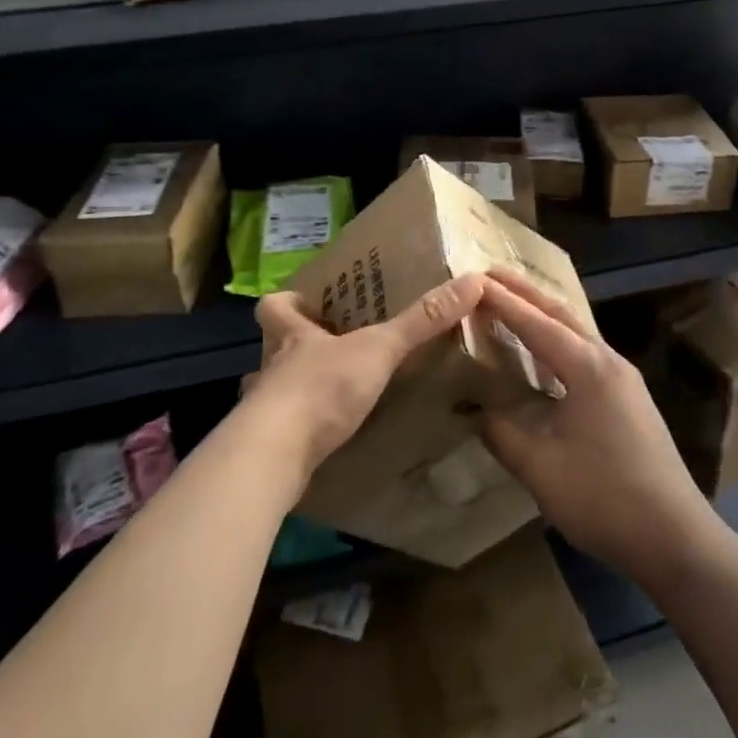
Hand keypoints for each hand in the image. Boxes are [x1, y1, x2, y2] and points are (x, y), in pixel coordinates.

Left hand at [248, 274, 485, 478]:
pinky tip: (322, 439)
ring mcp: (265, 409)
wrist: (276, 456)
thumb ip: (422, 321)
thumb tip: (472, 281)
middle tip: (329, 349)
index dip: (287, 302)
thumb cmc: (322, 388)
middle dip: (295, 348)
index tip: (306, 302)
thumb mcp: (378, 349)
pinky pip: (281, 430)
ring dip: (295, 390)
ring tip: (327, 396)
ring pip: (273, 390)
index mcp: (291, 335)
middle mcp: (271, 367)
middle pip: (271, 348)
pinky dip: (300, 430)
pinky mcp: (267, 446)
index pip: (273, 306)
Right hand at [478, 269, 716, 588]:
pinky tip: (547, 354)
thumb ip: (503, 434)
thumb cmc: (605, 498)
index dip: (503, 302)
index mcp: (588, 368)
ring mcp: (624, 380)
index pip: (536, 324)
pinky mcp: (630, 399)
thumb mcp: (541, 469)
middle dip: (526, 293)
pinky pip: (587, 352)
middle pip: (562, 315)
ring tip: (513, 303)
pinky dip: (559, 340)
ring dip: (544, 315)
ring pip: (578, 332)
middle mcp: (609, 362)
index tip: (473, 280)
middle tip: (491, 275)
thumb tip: (475, 412)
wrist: (676, 538)